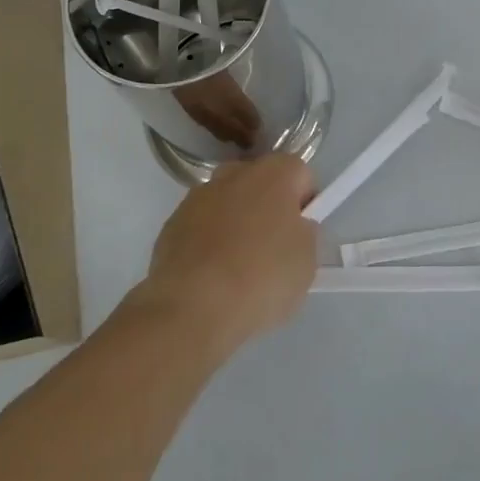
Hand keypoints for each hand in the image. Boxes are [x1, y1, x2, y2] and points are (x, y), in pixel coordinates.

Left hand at [135, 155, 318, 356]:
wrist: (193, 307)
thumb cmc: (262, 278)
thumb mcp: (307, 261)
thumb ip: (304, 234)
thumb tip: (292, 228)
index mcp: (273, 175)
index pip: (299, 173)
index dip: (305, 201)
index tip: (301, 233)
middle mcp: (234, 174)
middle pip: (260, 182)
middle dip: (268, 207)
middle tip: (273, 249)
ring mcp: (198, 197)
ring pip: (228, 203)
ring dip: (236, 223)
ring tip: (238, 269)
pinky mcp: (172, 223)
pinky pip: (201, 226)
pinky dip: (209, 242)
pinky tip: (212, 276)